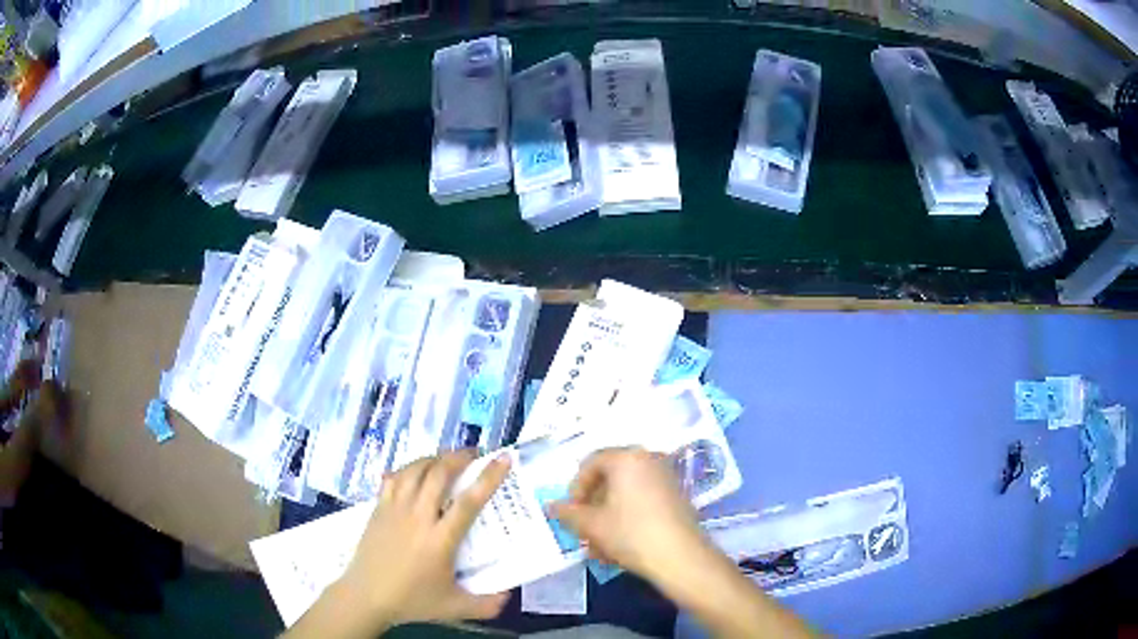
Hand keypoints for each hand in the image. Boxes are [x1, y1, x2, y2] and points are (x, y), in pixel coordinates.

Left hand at [338, 450, 511, 629]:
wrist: (366, 596)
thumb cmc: (412, 601)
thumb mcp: (455, 608)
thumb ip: (487, 604)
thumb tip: (509, 595)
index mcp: (440, 540)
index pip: (468, 501)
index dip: (488, 477)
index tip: (503, 458)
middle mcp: (418, 517)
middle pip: (439, 474)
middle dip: (459, 457)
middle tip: (475, 454)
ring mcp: (395, 509)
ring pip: (415, 470)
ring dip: (434, 459)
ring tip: (447, 459)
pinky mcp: (378, 508)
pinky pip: (395, 477)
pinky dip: (409, 468)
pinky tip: (416, 472)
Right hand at [550, 447, 708, 586]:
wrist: (681, 557)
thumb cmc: (631, 534)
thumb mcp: (592, 525)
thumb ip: (568, 513)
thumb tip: (551, 506)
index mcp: (627, 458)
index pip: (591, 463)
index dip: (575, 489)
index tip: (571, 513)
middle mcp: (649, 459)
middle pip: (610, 478)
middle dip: (592, 506)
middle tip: (584, 530)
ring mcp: (666, 477)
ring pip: (626, 494)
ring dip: (608, 517)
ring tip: (600, 547)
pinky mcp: (677, 497)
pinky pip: (643, 501)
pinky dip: (628, 518)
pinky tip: (620, 546)